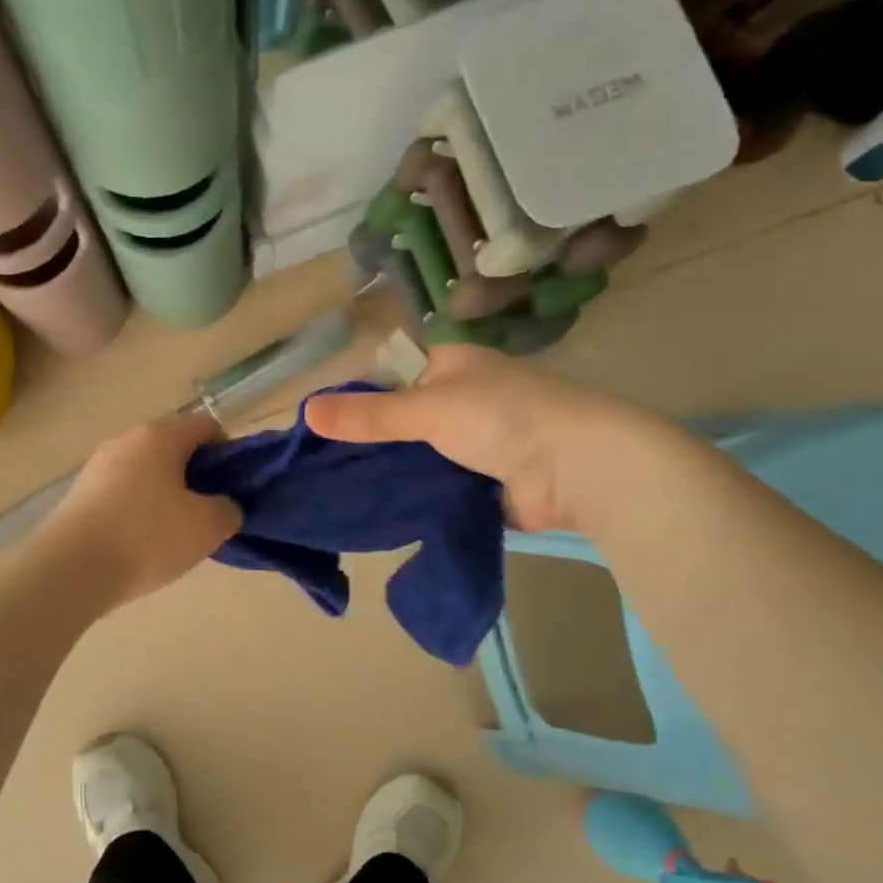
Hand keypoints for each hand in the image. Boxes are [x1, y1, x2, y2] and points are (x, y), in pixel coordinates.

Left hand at [44, 413, 242, 607]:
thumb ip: (229, 509)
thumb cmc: (147, 537)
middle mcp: (126, 440)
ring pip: (147, 472)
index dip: (229, 454)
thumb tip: (224, 506)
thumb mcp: (207, 527)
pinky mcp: (79, 494)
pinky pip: (122, 493)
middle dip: (197, 478)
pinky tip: (141, 544)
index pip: (207, 427)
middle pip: (174, 449)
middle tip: (207, 515)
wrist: (71, 569)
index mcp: (159, 435)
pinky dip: (138, 511)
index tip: (233, 489)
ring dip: (167, 496)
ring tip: (174, 536)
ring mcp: (97, 466)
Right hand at [305, 346, 626, 531]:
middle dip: (368, 445)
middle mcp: (458, 402)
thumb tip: (306, 410)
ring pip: (414, 459)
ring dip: (388, 475)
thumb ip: (370, 415)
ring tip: (334, 497)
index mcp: (450, 368)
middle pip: (400, 423)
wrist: (576, 469)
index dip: (356, 400)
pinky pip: (433, 489)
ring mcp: (469, 446)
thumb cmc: (503, 417)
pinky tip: (374, 514)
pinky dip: (411, 499)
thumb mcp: (428, 408)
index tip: (317, 430)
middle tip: (318, 471)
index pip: (390, 378)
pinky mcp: (477, 485)